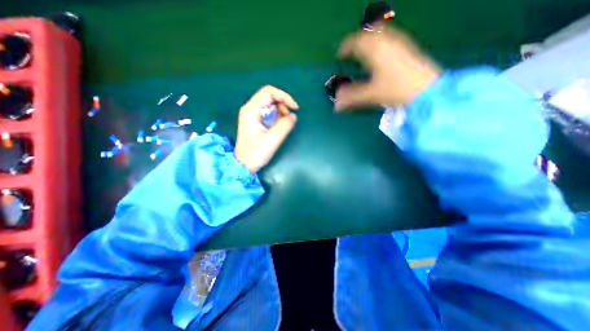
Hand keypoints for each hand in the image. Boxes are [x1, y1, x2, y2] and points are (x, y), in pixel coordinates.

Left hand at [236, 85, 299, 173]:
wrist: (243, 165)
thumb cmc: (256, 153)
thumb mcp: (272, 140)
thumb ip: (284, 126)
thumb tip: (294, 116)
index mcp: (251, 110)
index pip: (269, 92)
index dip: (284, 97)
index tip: (295, 108)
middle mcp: (250, 109)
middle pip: (269, 96)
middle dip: (282, 104)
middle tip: (289, 118)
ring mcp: (251, 115)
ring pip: (269, 104)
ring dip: (280, 110)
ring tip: (284, 123)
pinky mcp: (254, 121)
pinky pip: (267, 112)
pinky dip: (276, 116)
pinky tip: (279, 126)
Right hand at [337, 24, 442, 110]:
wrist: (428, 90)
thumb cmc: (397, 90)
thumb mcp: (371, 95)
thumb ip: (352, 98)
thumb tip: (336, 105)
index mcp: (375, 51)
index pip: (356, 42)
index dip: (345, 48)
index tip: (339, 55)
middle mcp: (387, 42)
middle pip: (369, 32)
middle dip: (358, 40)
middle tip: (351, 51)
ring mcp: (399, 43)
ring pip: (381, 32)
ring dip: (369, 39)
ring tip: (363, 50)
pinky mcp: (407, 48)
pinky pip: (390, 38)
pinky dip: (381, 42)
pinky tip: (381, 53)